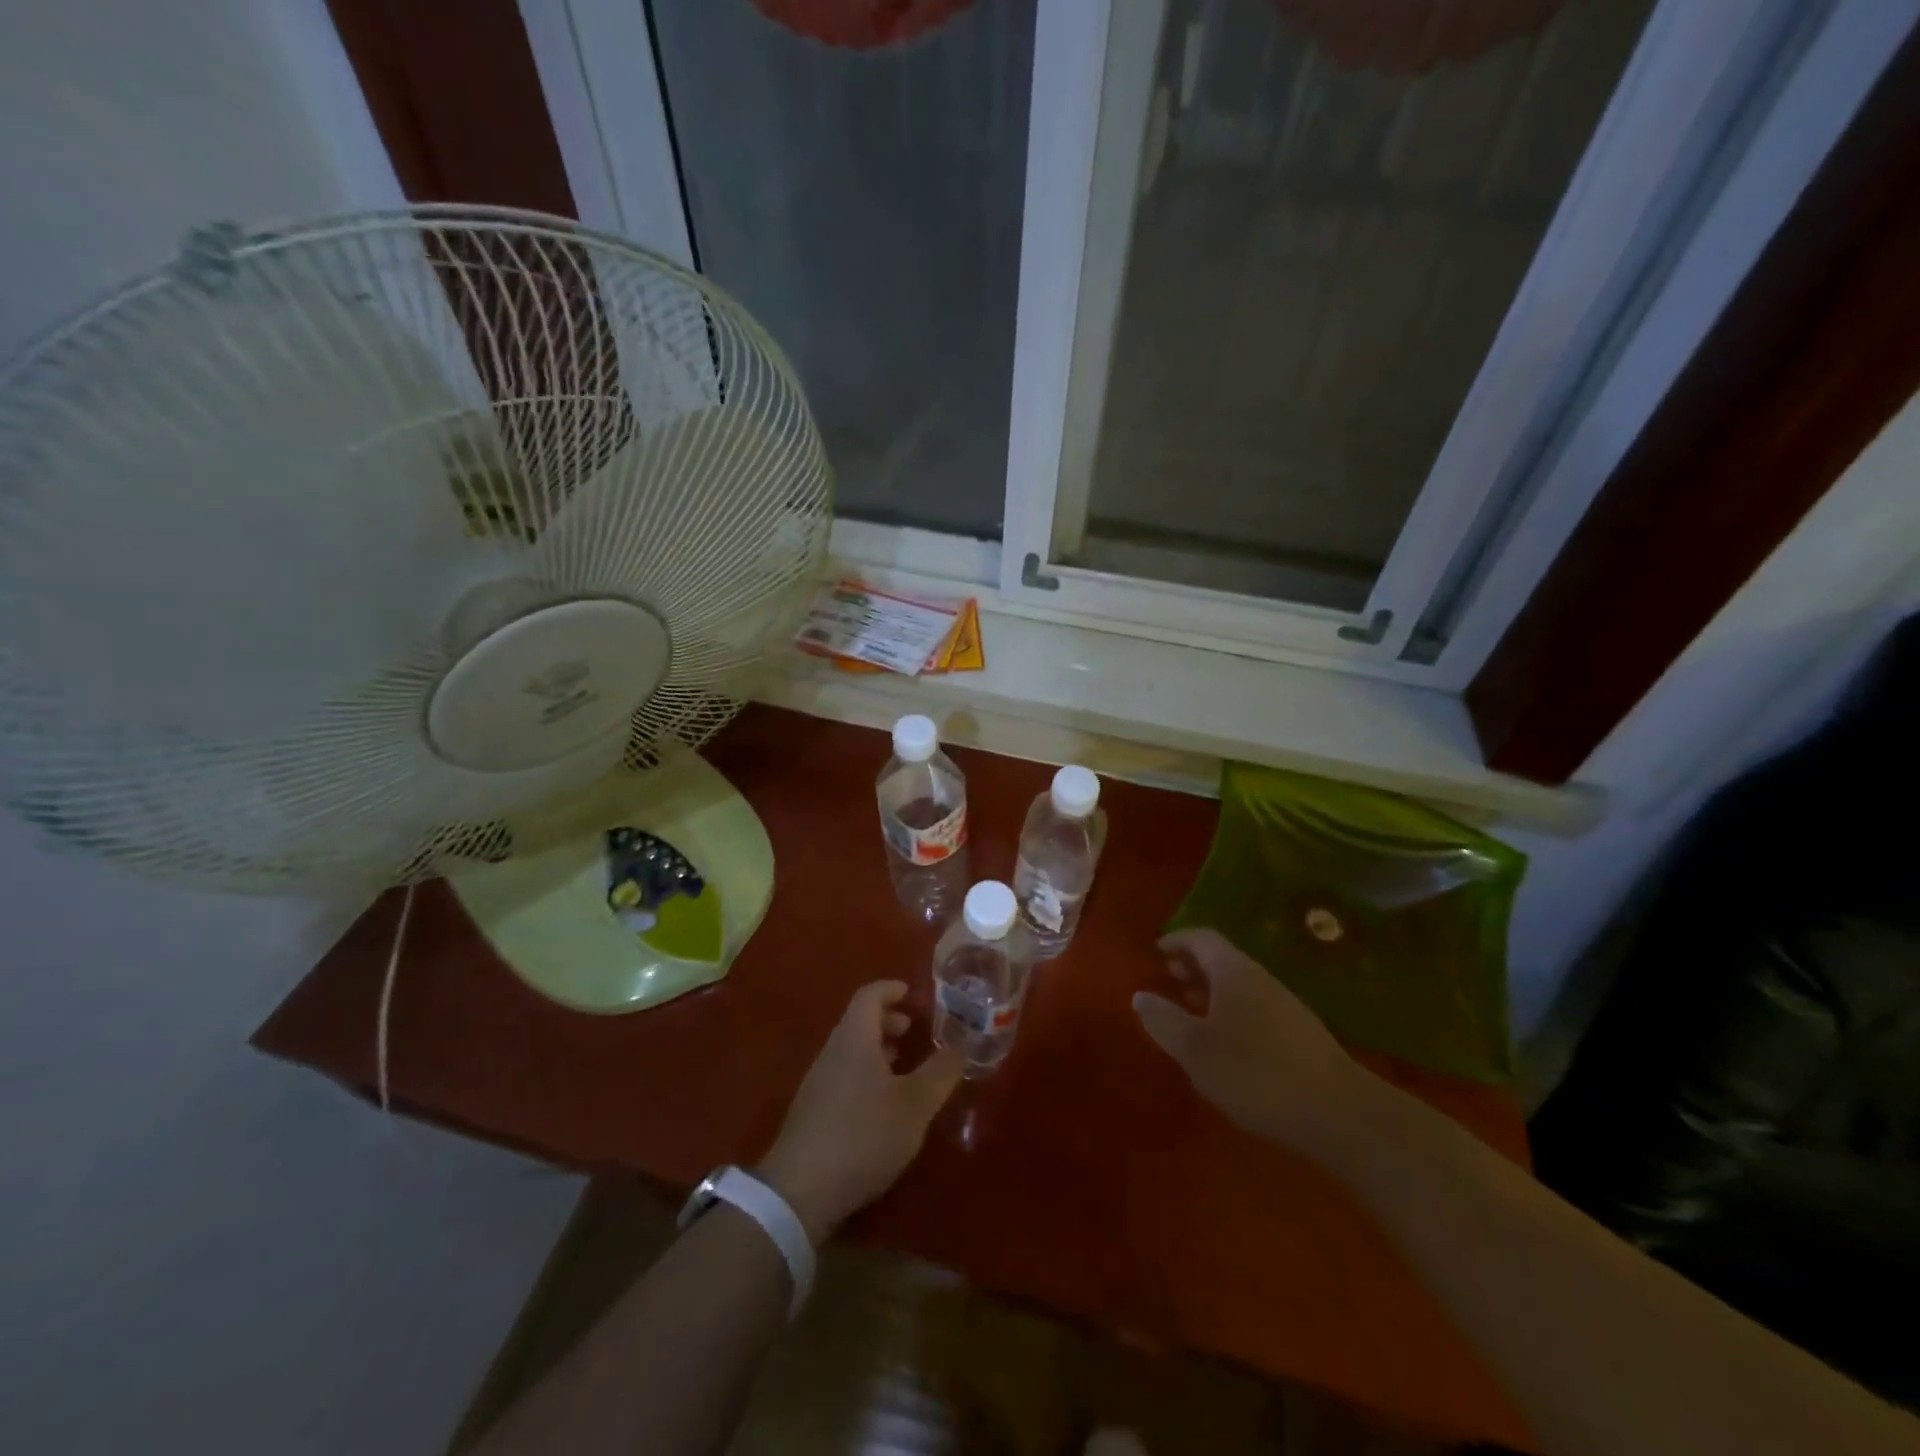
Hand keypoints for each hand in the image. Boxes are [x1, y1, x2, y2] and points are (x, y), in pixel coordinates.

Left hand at [757, 981, 962, 1242]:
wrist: (800, 1192)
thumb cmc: (863, 1134)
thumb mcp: (915, 1104)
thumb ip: (941, 1072)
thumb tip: (962, 1044)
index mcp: (854, 1038)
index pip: (870, 995)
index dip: (892, 989)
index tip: (913, 994)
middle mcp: (832, 1052)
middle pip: (859, 1022)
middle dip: (888, 1021)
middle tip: (914, 1032)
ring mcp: (818, 1083)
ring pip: (851, 1051)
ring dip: (877, 1051)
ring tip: (903, 1068)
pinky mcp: (813, 1113)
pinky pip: (843, 1076)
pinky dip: (866, 1075)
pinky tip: (882, 1106)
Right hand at [1133, 927, 1377, 1157]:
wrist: (1339, 1114)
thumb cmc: (1256, 1073)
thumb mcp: (1196, 1050)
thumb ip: (1164, 1020)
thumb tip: (1140, 995)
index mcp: (1234, 971)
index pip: (1202, 937)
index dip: (1177, 940)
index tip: (1156, 952)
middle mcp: (1261, 978)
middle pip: (1222, 959)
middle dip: (1193, 965)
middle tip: (1168, 980)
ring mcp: (1285, 1006)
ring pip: (1240, 985)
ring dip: (1212, 991)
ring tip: (1191, 1012)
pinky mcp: (1300, 1035)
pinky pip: (1255, 1007)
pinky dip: (1231, 1012)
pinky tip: (1226, 1044)